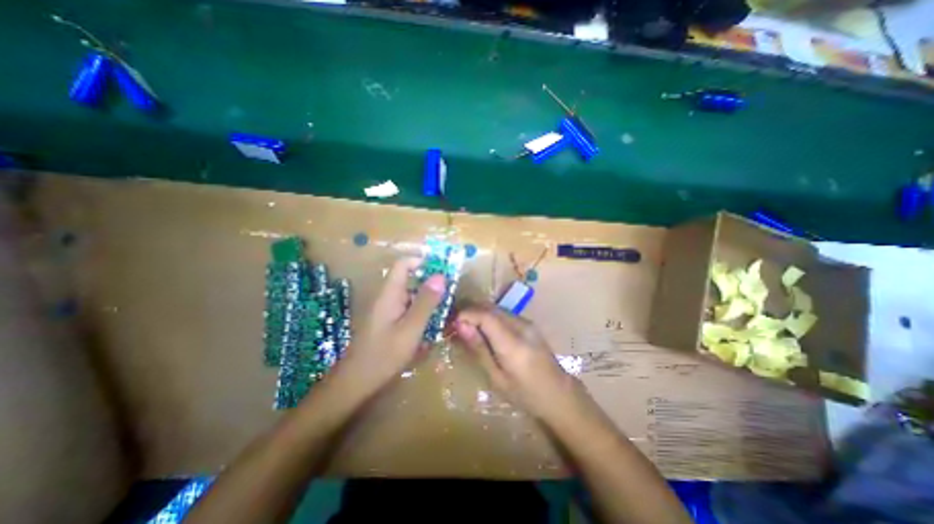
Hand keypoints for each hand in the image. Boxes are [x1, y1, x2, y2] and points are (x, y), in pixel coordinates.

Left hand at [336, 256, 448, 393]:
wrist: (355, 384)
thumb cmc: (384, 355)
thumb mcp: (410, 328)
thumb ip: (426, 302)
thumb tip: (441, 276)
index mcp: (390, 294)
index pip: (404, 264)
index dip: (423, 262)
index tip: (444, 270)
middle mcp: (387, 297)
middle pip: (409, 279)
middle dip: (430, 283)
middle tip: (451, 292)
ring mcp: (387, 310)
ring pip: (410, 295)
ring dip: (428, 299)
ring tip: (446, 309)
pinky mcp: (389, 322)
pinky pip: (408, 309)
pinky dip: (421, 312)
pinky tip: (431, 326)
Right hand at [457, 308, 592, 424]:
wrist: (559, 393)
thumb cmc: (526, 394)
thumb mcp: (497, 378)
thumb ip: (479, 349)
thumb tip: (460, 326)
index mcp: (513, 343)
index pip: (486, 315)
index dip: (466, 314)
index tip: (451, 323)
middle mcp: (521, 326)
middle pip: (490, 307)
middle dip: (470, 311)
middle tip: (455, 324)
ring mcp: (527, 322)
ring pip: (496, 308)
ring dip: (479, 313)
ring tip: (466, 327)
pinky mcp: (529, 323)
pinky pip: (504, 313)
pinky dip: (490, 317)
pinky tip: (484, 330)